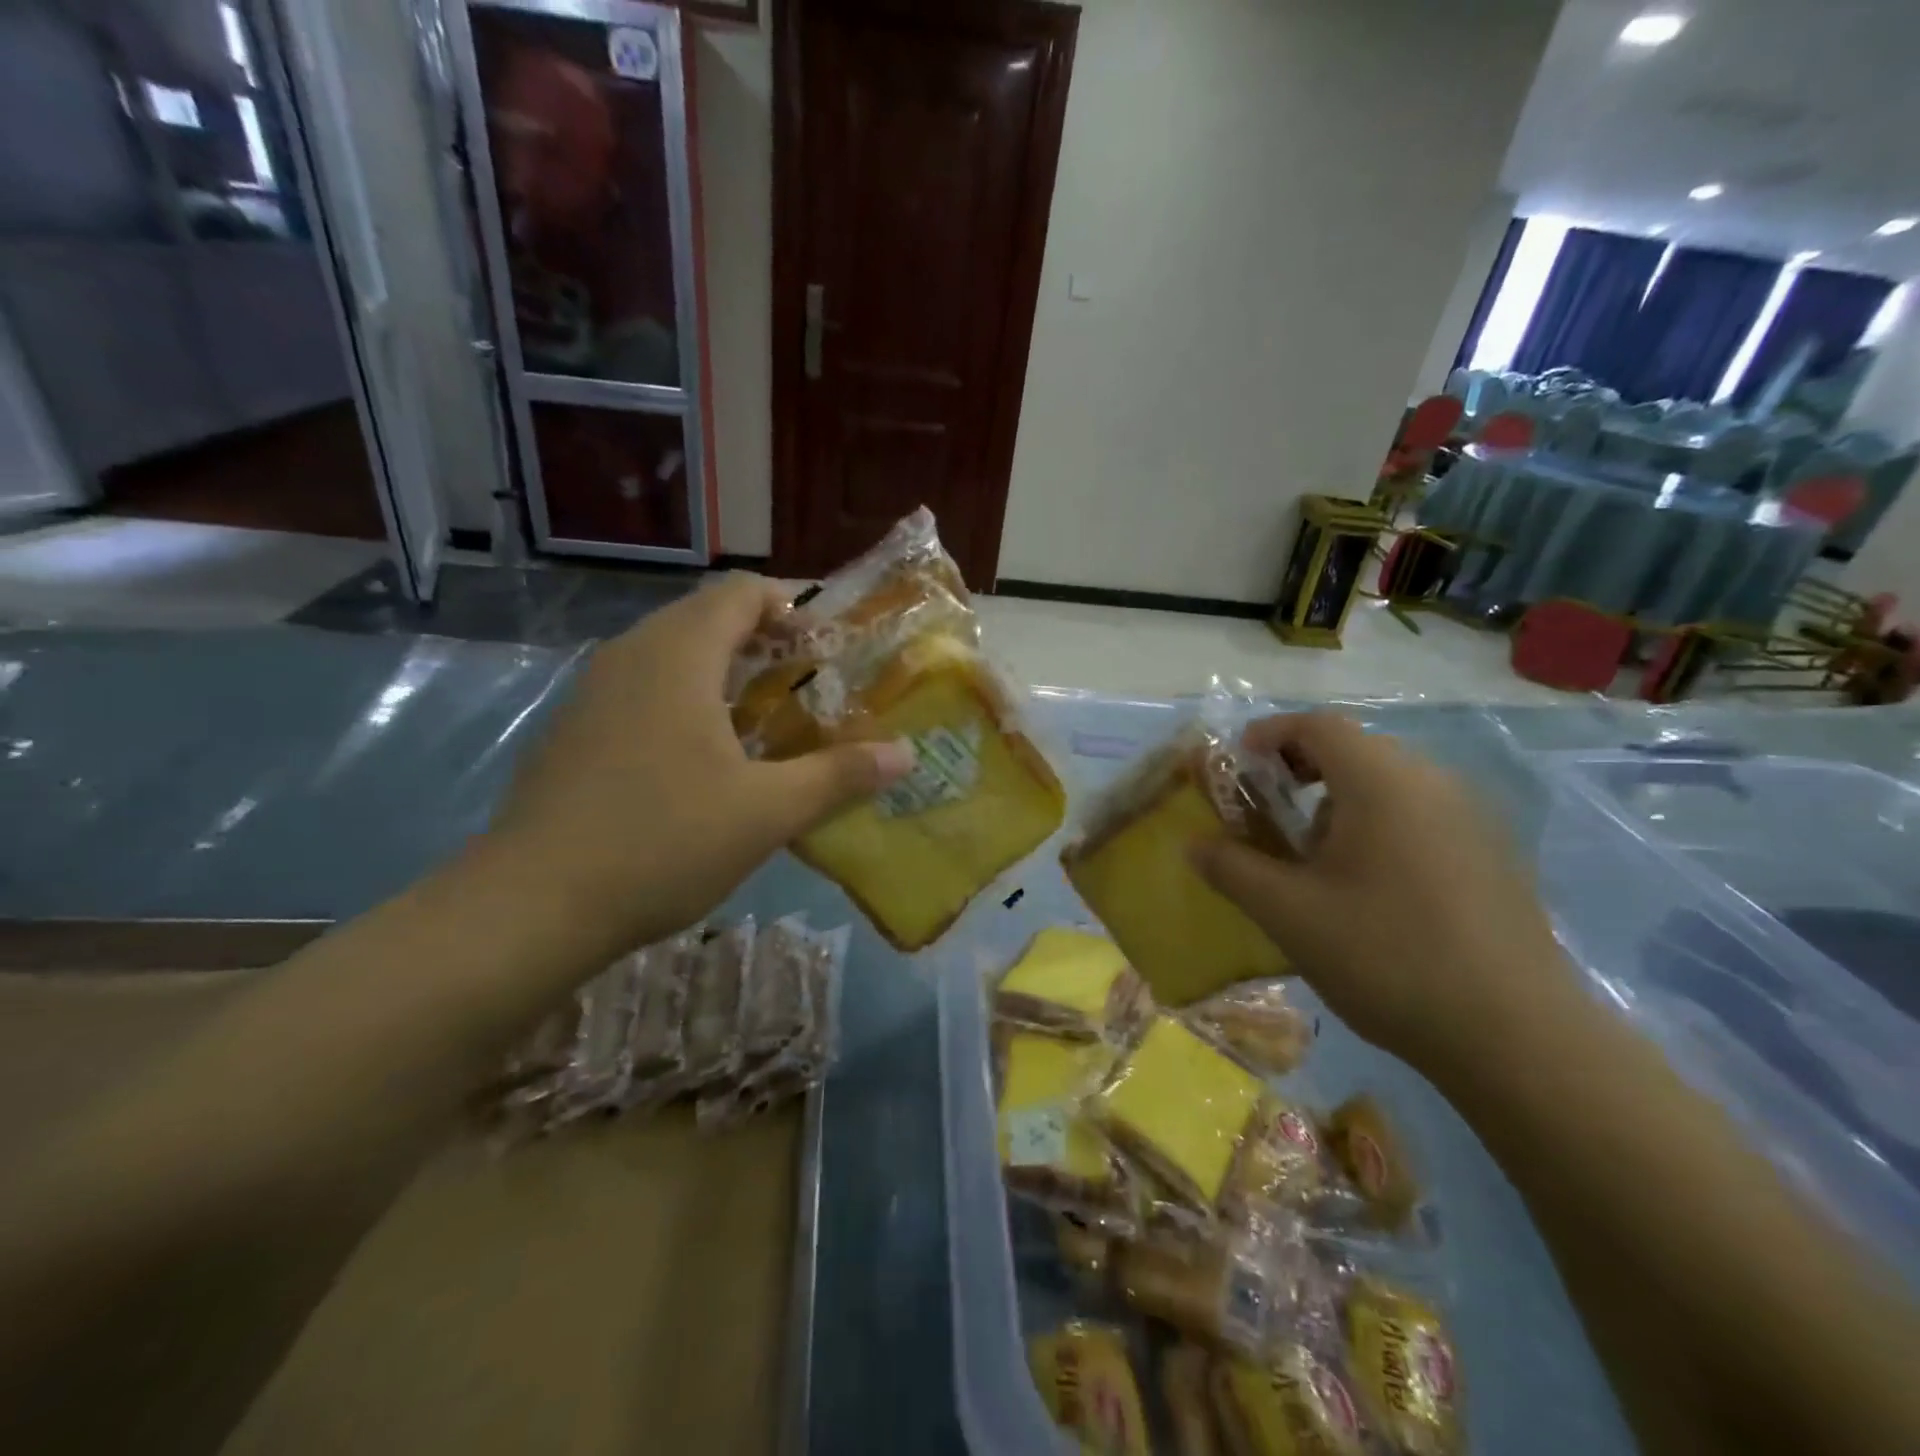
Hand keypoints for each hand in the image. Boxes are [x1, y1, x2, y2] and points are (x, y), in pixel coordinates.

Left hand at [485, 573, 911, 951]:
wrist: (530, 905)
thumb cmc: (661, 842)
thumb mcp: (767, 812)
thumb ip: (839, 775)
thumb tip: (905, 754)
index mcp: (678, 654)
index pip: (742, 592)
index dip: (794, 604)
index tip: (833, 639)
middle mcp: (631, 655)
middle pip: (708, 618)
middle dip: (767, 640)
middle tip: (814, 681)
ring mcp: (594, 692)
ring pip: (673, 656)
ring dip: (727, 673)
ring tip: (771, 717)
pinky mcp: (576, 730)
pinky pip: (645, 689)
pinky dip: (689, 700)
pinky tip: (709, 757)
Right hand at [1191, 712, 1579, 1077]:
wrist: (1517, 1035)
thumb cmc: (1386, 955)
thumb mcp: (1287, 913)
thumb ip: (1232, 869)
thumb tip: (1194, 845)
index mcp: (1381, 781)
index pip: (1317, 726)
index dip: (1269, 734)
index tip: (1237, 765)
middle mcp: (1432, 783)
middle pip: (1356, 749)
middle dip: (1301, 770)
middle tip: (1267, 812)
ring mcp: (1472, 818)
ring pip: (1390, 784)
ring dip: (1340, 801)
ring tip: (1313, 856)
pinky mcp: (1493, 855)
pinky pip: (1421, 815)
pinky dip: (1380, 825)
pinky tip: (1370, 887)